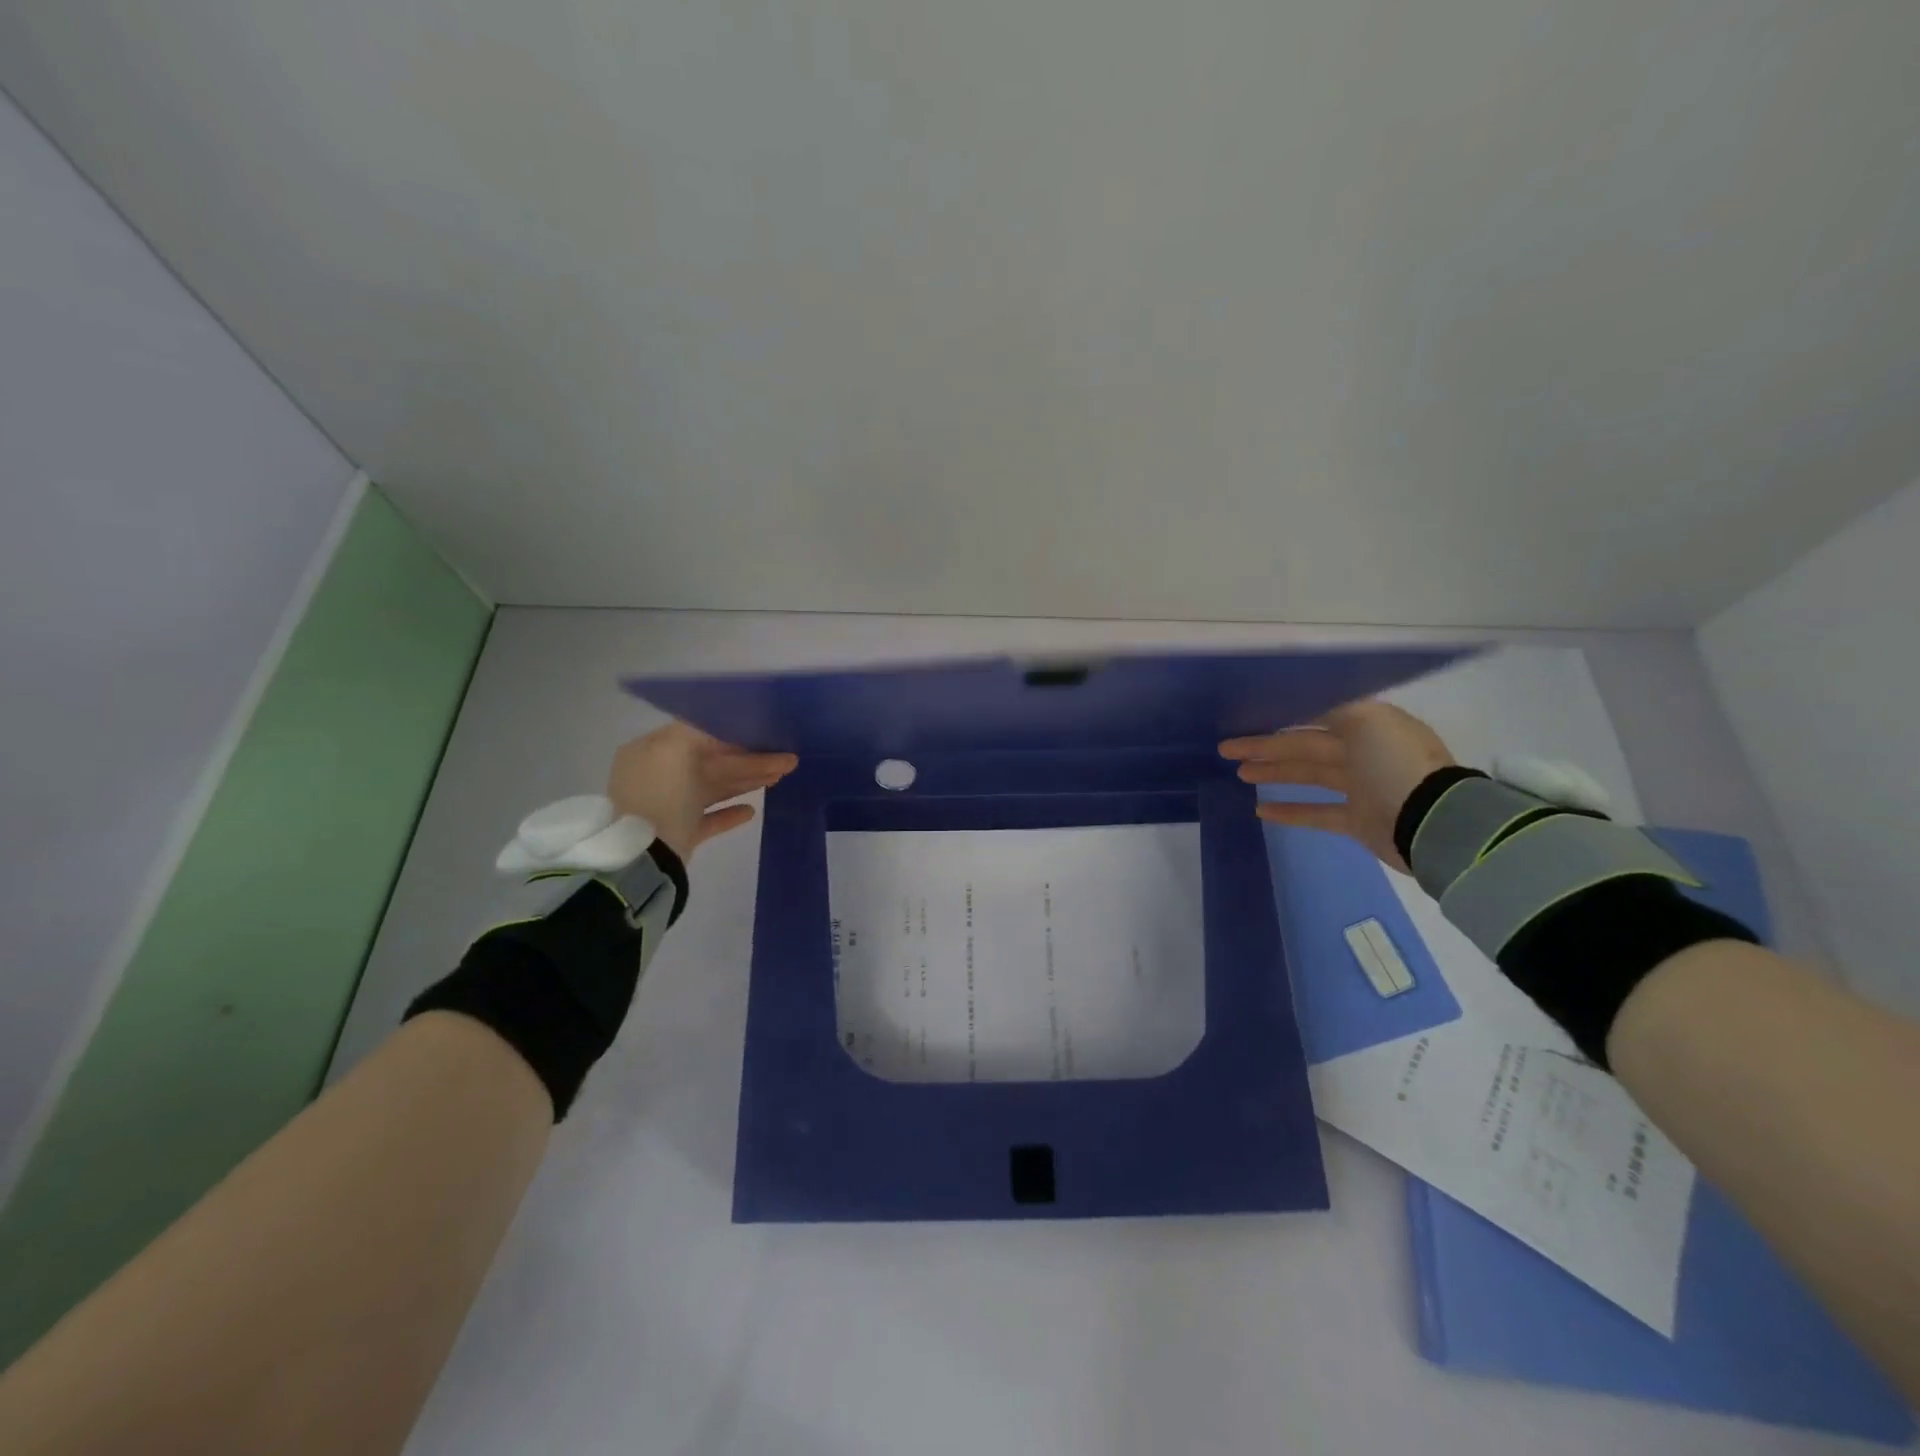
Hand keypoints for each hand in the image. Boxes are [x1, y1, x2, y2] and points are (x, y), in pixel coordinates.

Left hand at [607, 722, 797, 862]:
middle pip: (711, 763)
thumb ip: (704, 731)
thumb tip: (727, 730)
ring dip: (746, 782)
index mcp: (650, 751)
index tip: (765, 736)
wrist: (646, 855)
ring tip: (779, 778)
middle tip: (786, 760)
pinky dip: (730, 813)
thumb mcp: (678, 747)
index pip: (698, 736)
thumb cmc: (662, 794)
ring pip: (714, 788)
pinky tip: (752, 811)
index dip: (734, 735)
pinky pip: (709, 819)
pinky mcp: (679, 835)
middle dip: (749, 761)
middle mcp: (657, 776)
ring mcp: (667, 807)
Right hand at [1220, 701, 1455, 870]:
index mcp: (1368, 724)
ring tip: (1239, 773)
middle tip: (1225, 749)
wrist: (1433, 822)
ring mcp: (1361, 788)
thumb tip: (1300, 701)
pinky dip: (1290, 811)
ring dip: (1274, 772)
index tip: (1248, 716)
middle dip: (1266, 746)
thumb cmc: (1395, 764)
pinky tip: (1260, 810)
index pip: (1316, 714)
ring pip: (1308, 776)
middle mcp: (1364, 752)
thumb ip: (1330, 707)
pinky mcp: (1358, 820)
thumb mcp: (1365, 720)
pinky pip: (1317, 813)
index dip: (1282, 714)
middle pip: (1305, 746)